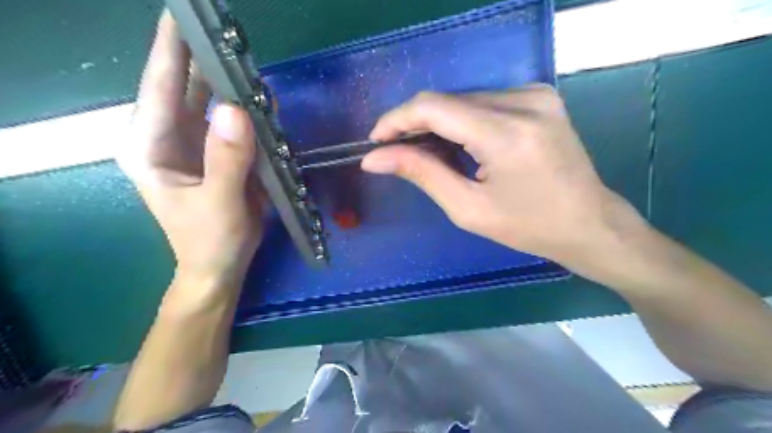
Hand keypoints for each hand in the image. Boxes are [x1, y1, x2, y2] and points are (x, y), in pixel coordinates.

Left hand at [117, 13, 264, 282]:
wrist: (220, 265)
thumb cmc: (210, 241)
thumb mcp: (219, 204)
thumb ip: (227, 160)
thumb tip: (238, 110)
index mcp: (150, 147)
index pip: (159, 87)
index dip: (171, 49)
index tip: (184, 15)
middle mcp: (167, 138)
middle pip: (184, 87)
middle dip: (203, 59)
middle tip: (226, 32)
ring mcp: (194, 144)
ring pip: (210, 103)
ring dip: (230, 84)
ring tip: (248, 60)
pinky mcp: (217, 153)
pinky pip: (231, 123)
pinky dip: (247, 111)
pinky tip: (262, 100)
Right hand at [362, 86, 646, 276]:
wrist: (589, 223)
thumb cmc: (529, 226)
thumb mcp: (468, 208)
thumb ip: (421, 173)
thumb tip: (375, 158)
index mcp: (507, 134)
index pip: (434, 107)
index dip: (397, 119)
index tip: (376, 141)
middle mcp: (524, 101)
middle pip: (447, 100)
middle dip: (415, 125)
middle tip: (397, 154)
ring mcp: (535, 94)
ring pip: (463, 100)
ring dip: (437, 124)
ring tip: (426, 155)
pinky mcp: (539, 97)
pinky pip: (483, 102)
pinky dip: (461, 121)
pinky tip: (456, 146)